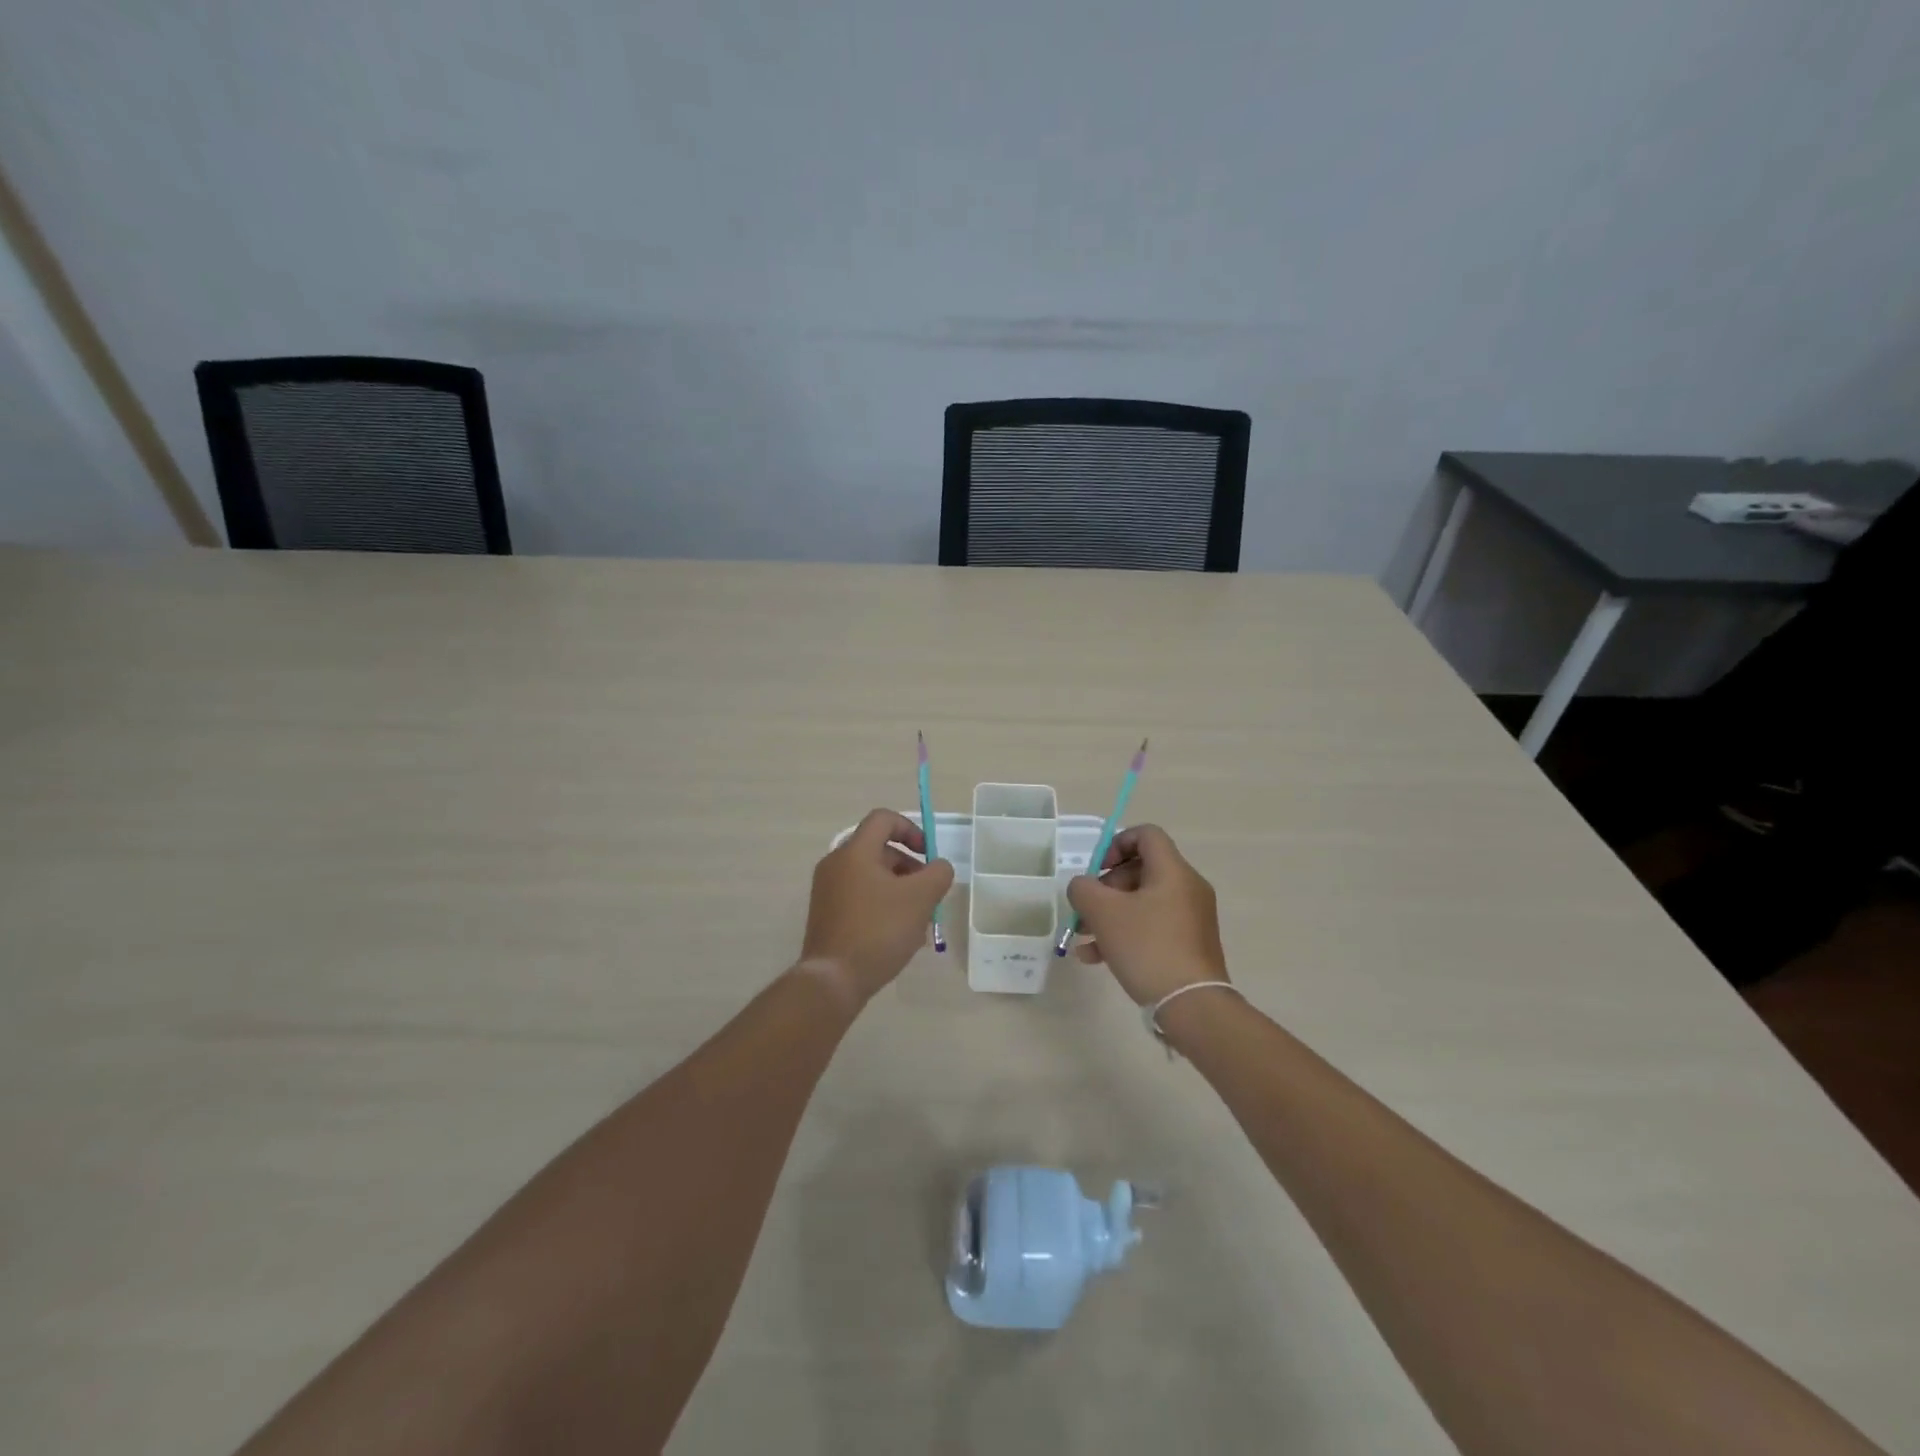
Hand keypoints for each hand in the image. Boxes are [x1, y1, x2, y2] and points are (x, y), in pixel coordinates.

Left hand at [800, 809, 954, 1005]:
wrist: (833, 980)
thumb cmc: (878, 931)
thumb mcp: (920, 899)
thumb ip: (938, 874)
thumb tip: (938, 868)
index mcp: (855, 852)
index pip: (884, 819)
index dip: (911, 829)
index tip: (927, 856)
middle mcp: (835, 864)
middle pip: (879, 849)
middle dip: (909, 866)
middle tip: (927, 893)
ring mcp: (827, 890)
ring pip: (871, 876)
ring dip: (898, 888)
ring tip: (916, 919)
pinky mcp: (826, 914)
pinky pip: (859, 896)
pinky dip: (881, 904)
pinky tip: (897, 934)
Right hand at [1065, 825, 1227, 1005]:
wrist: (1192, 1005)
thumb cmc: (1147, 947)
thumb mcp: (1103, 913)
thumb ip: (1083, 889)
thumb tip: (1083, 886)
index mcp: (1173, 871)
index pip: (1146, 834)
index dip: (1116, 843)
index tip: (1097, 869)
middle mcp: (1187, 888)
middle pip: (1141, 870)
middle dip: (1106, 887)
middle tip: (1086, 909)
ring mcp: (1192, 918)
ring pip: (1143, 902)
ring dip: (1110, 914)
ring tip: (1083, 937)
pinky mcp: (1190, 944)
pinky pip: (1153, 926)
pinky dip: (1126, 933)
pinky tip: (1097, 958)